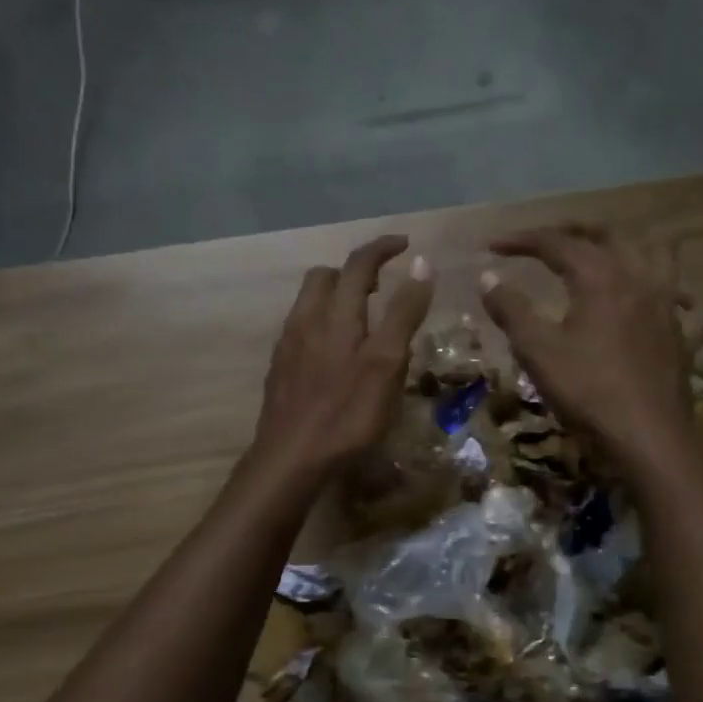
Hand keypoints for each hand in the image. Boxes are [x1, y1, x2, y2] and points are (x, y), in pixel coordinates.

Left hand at [251, 235, 433, 485]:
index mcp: (336, 313)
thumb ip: (404, 312)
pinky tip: (335, 354)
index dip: (382, 248)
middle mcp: (306, 319)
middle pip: (324, 277)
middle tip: (381, 287)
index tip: (405, 244)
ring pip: (308, 303)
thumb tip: (422, 263)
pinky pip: (300, 330)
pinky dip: (322, 324)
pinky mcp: (279, 369)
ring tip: (361, 320)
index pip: (358, 263)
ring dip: (336, 298)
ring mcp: (288, 345)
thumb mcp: (387, 362)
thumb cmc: (348, 411)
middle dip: (353, 272)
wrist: (292, 457)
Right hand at [480, 224, 696, 472]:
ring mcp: (665, 300)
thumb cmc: (588, 390)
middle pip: (605, 235)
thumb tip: (487, 276)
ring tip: (603, 253)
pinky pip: (678, 290)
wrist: (649, 435)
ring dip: (623, 244)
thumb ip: (511, 310)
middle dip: (569, 231)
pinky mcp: (679, 328)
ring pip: (651, 250)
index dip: (521, 240)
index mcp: (599, 276)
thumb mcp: (537, 351)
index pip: (555, 243)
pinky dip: (663, 283)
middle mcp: (637, 275)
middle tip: (541, 242)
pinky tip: (658, 295)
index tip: (492, 246)